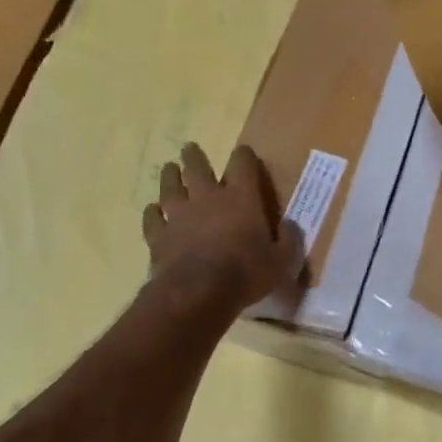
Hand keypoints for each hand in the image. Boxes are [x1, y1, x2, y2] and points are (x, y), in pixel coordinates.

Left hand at [143, 143, 304, 310]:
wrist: (197, 294)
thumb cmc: (245, 274)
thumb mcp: (281, 261)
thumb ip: (288, 240)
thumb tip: (289, 226)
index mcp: (241, 198)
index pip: (243, 164)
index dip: (244, 155)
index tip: (244, 152)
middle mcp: (208, 198)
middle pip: (198, 167)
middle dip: (194, 156)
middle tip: (189, 148)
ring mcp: (179, 214)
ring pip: (170, 186)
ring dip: (170, 176)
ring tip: (169, 168)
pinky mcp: (159, 235)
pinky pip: (152, 218)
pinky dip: (152, 212)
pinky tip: (152, 210)